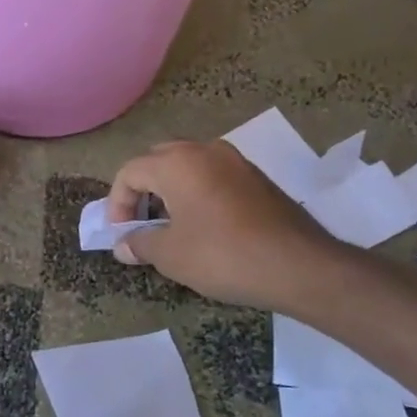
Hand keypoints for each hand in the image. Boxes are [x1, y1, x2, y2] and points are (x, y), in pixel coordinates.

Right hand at [106, 140, 347, 311]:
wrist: (299, 265)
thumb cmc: (223, 255)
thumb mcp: (171, 255)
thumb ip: (140, 243)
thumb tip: (123, 245)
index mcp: (177, 163)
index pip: (130, 172)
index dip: (117, 202)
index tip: (120, 232)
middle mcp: (205, 150)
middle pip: (158, 160)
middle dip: (142, 190)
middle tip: (141, 222)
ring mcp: (235, 161)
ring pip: (188, 165)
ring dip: (170, 190)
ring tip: (169, 225)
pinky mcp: (256, 177)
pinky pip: (213, 175)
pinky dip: (197, 192)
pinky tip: (203, 224)